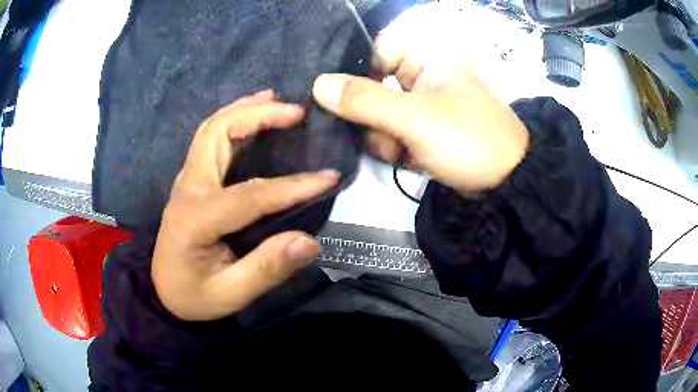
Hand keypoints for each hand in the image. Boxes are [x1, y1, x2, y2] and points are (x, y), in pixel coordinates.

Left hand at [152, 90, 339, 320]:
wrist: (163, 291)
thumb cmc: (194, 296)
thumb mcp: (230, 294)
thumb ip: (266, 269)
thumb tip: (309, 243)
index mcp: (195, 219)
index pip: (249, 194)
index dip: (291, 186)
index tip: (329, 178)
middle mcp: (187, 188)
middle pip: (218, 133)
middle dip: (259, 115)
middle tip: (297, 112)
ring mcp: (186, 179)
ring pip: (211, 128)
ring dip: (244, 109)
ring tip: (278, 100)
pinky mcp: (191, 179)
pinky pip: (210, 137)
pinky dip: (233, 118)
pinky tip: (254, 113)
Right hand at [312, 12, 528, 192]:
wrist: (507, 184)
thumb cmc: (468, 140)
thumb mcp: (415, 119)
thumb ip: (366, 101)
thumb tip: (319, 84)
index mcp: (427, 60)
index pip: (378, 48)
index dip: (356, 67)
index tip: (334, 93)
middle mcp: (424, 78)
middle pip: (376, 84)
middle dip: (368, 112)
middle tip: (365, 131)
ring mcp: (426, 106)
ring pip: (383, 112)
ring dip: (382, 135)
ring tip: (396, 151)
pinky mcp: (428, 132)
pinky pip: (397, 132)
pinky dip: (394, 147)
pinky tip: (403, 158)